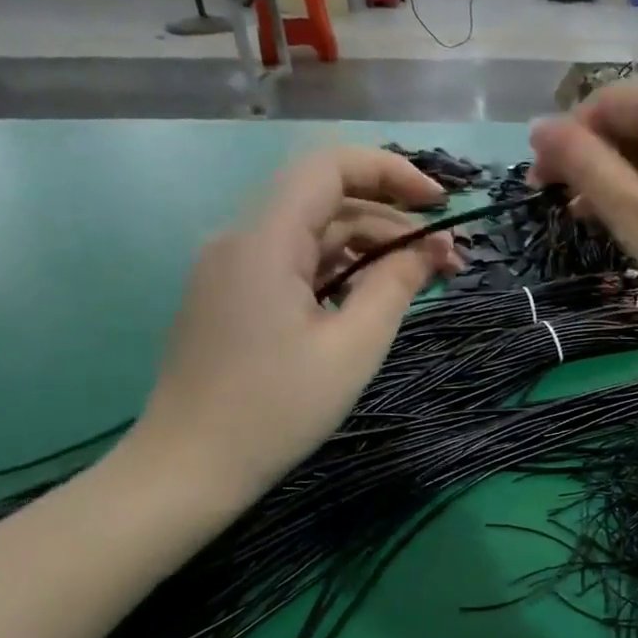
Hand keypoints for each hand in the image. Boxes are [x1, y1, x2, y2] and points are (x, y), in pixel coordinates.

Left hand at [135, 146, 458, 500]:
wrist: (187, 470)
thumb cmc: (276, 409)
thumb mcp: (353, 347)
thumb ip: (396, 285)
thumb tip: (431, 249)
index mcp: (265, 240)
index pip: (330, 167)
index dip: (392, 172)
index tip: (442, 204)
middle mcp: (242, 240)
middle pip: (328, 202)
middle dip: (395, 222)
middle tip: (450, 261)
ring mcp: (232, 269)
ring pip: (314, 236)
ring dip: (372, 249)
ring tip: (424, 281)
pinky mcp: (232, 297)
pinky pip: (295, 265)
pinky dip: (340, 272)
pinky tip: (374, 299)